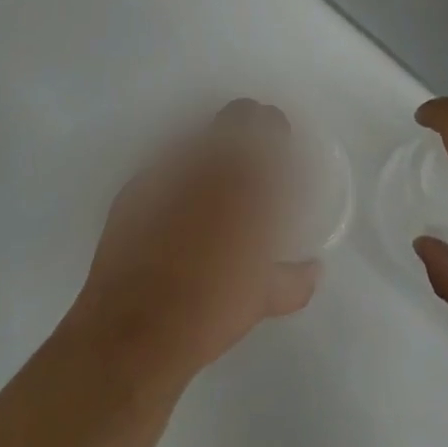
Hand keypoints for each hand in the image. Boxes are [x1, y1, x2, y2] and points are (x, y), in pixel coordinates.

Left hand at [62, 100, 320, 384]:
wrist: (132, 332)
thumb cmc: (208, 311)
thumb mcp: (262, 298)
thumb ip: (294, 278)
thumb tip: (315, 269)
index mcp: (248, 178)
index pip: (271, 125)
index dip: (277, 132)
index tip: (279, 149)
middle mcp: (211, 160)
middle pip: (237, 113)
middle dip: (248, 126)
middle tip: (250, 158)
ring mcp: (171, 167)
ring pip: (201, 133)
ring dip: (212, 148)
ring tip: (211, 182)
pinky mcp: (137, 184)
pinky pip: (166, 163)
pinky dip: (176, 174)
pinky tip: (175, 204)